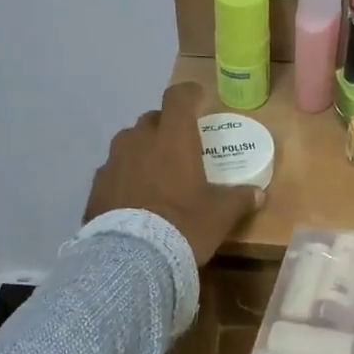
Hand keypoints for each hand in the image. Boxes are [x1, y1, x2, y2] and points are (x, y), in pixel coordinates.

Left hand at [84, 82, 262, 265]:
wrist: (130, 258)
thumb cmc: (182, 225)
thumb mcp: (219, 216)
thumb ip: (239, 200)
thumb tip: (258, 195)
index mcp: (172, 138)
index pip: (178, 98)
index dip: (189, 95)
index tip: (197, 99)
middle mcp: (139, 140)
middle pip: (152, 120)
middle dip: (165, 127)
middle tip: (178, 146)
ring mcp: (113, 161)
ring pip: (129, 143)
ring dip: (142, 150)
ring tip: (154, 173)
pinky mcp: (96, 185)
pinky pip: (113, 170)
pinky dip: (124, 176)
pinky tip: (132, 197)